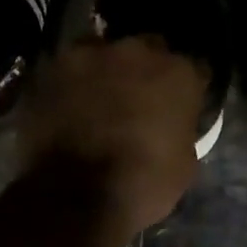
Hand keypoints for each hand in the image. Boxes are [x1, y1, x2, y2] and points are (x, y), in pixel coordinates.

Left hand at [20, 37, 208, 233]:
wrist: (74, 196)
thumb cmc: (142, 184)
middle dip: (146, 70)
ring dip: (106, 70)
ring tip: (98, 97)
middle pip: (148, 50)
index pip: (194, 70)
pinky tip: (69, 104)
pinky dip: (71, 83)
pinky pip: (68, 69)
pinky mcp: (51, 68)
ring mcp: (90, 55)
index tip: (181, 106)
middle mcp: (137, 51)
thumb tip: (170, 126)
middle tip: (138, 99)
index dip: (187, 89)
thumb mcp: (184, 164)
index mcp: (178, 73)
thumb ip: (180, 129)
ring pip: (104, 52)